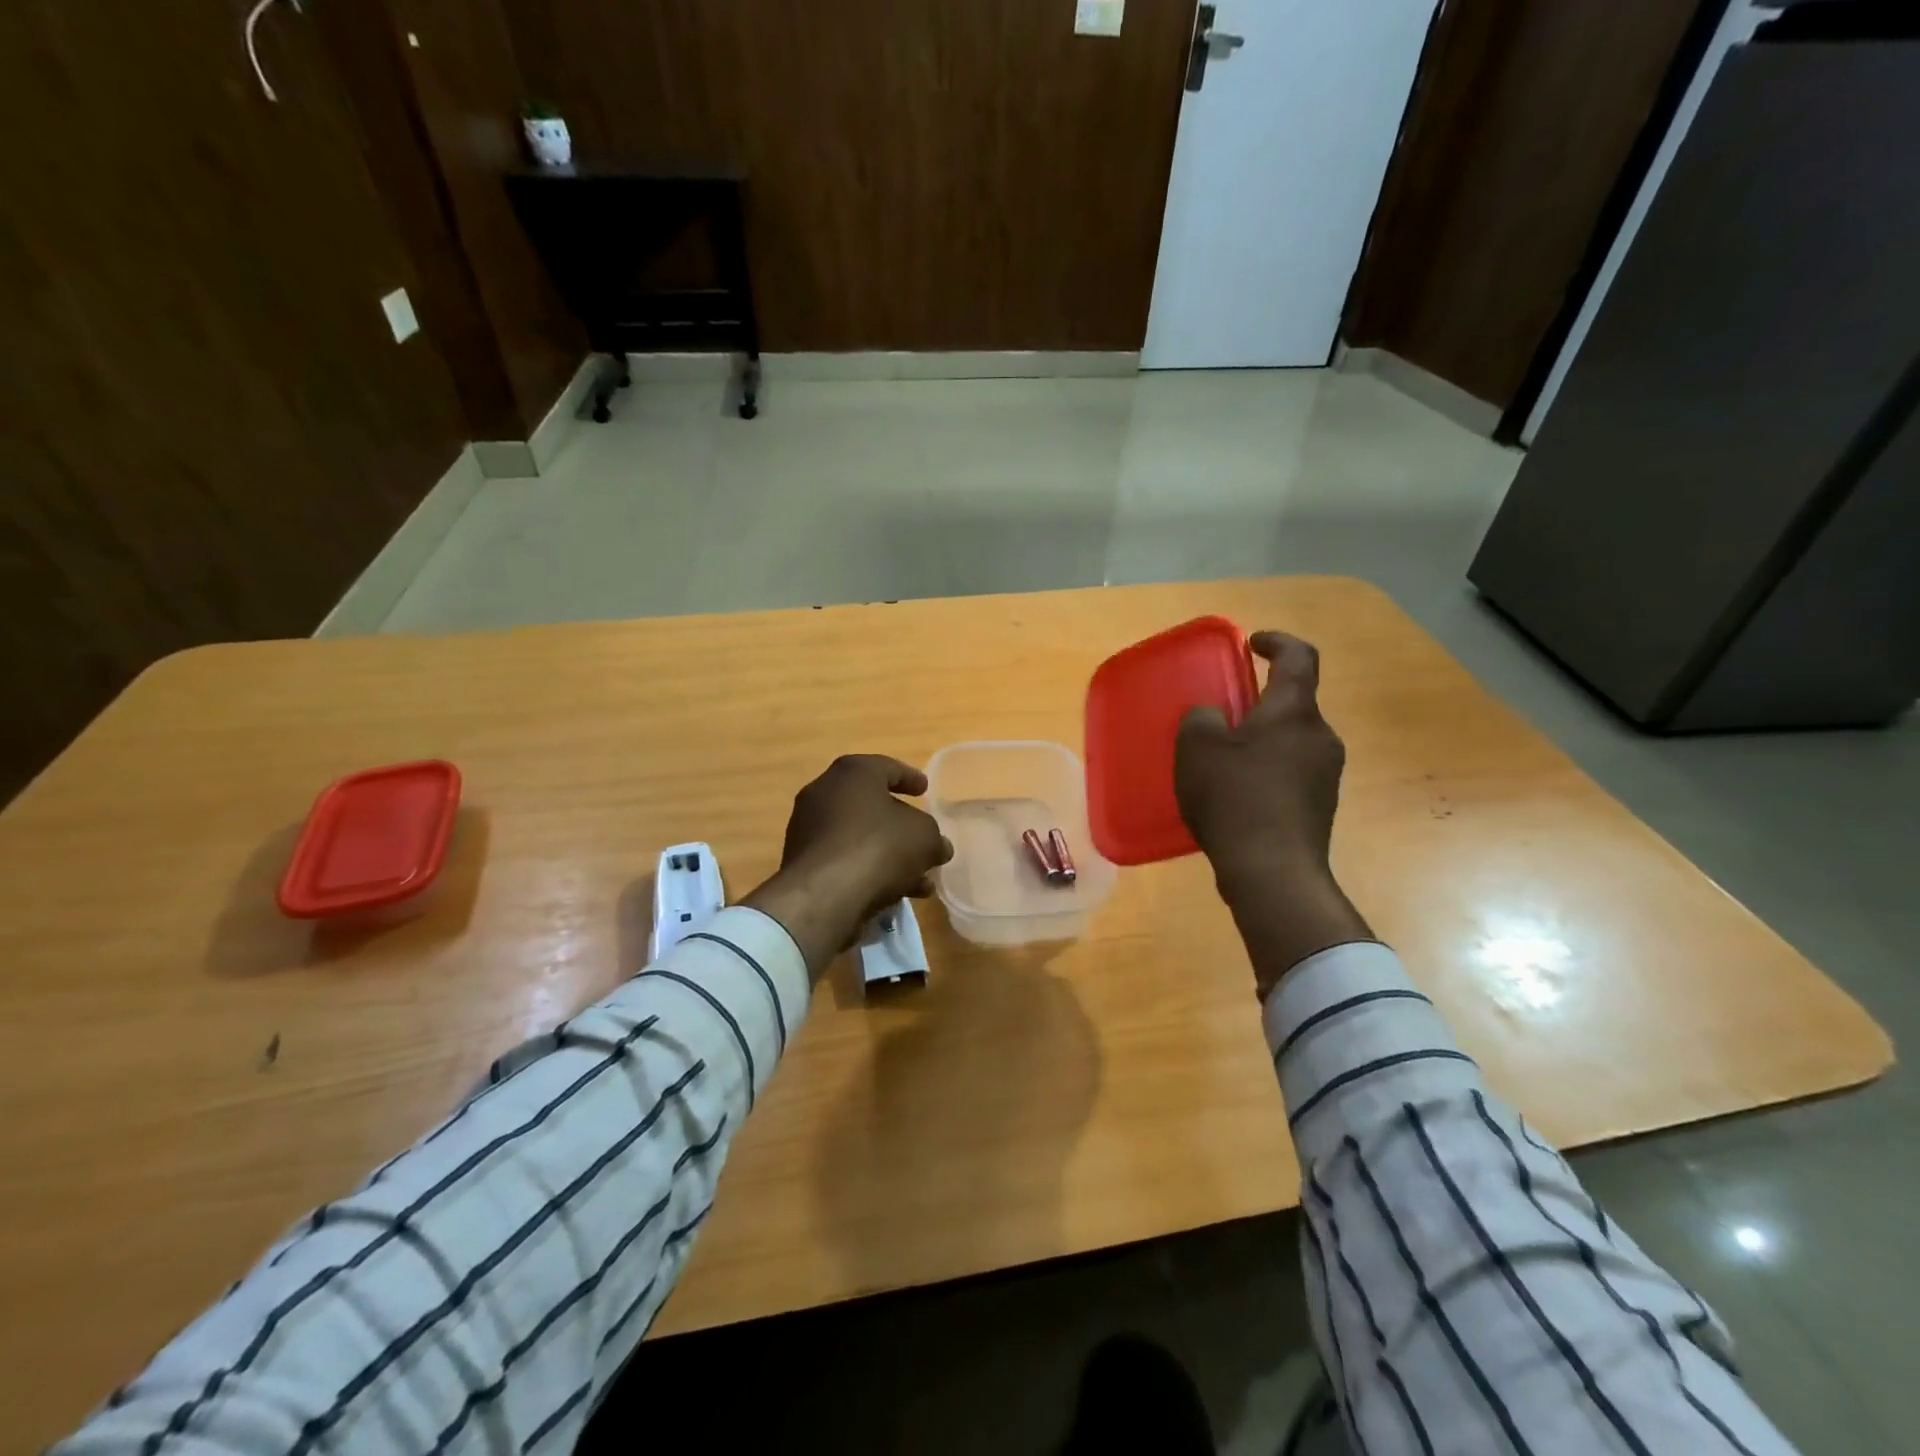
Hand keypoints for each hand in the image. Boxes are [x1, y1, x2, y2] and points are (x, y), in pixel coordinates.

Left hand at [742, 755, 953, 978]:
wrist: (824, 895)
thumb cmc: (879, 846)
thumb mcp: (924, 837)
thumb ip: (933, 837)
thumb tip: (938, 846)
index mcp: (852, 773)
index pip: (886, 767)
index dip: (910, 778)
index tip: (925, 789)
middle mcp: (823, 793)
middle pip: (870, 804)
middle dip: (900, 824)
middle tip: (922, 836)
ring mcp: (807, 828)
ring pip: (858, 837)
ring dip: (888, 854)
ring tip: (919, 880)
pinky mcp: (801, 863)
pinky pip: (844, 860)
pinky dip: (868, 870)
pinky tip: (895, 895)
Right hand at [1175, 632, 1370, 996]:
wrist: (1273, 872)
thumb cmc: (1234, 798)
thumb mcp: (1197, 749)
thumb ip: (1201, 719)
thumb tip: (1212, 717)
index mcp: (1294, 712)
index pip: (1299, 657)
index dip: (1277, 642)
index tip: (1252, 643)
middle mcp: (1320, 736)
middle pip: (1293, 703)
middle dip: (1260, 702)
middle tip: (1224, 714)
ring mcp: (1326, 774)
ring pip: (1292, 740)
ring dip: (1262, 740)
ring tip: (1223, 760)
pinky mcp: (1320, 807)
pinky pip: (1291, 773)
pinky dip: (1266, 771)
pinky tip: (1236, 796)